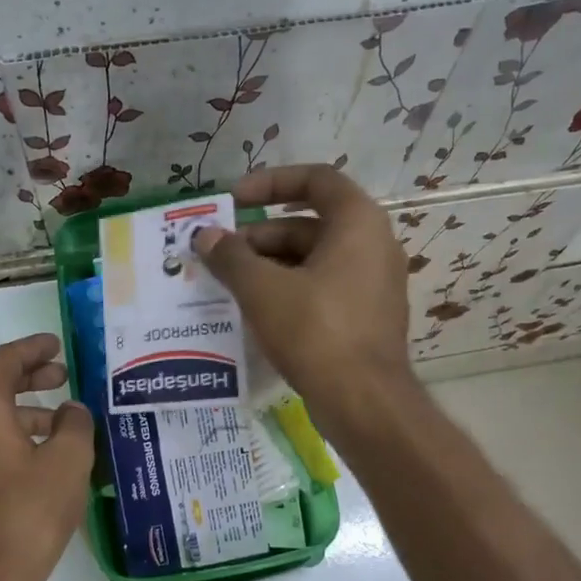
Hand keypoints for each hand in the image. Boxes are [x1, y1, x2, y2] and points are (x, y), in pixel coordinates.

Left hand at [0, 333, 94, 580]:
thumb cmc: (30, 509)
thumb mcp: (68, 459)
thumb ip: (75, 424)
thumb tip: (72, 411)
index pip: (4, 362)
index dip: (33, 348)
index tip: (58, 344)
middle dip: (28, 376)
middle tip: (62, 374)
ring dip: (24, 409)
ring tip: (62, 417)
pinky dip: (14, 434)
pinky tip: (44, 454)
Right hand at [193, 164, 415, 425]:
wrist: (364, 402)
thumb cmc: (316, 332)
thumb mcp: (263, 290)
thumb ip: (231, 257)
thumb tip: (206, 236)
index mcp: (358, 223)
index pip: (316, 179)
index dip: (271, 182)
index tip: (234, 200)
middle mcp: (374, 245)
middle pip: (310, 224)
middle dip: (261, 236)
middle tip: (221, 255)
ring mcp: (373, 284)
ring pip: (314, 260)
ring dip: (271, 266)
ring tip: (230, 286)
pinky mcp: (367, 317)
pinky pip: (323, 289)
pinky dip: (290, 291)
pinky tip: (257, 312)